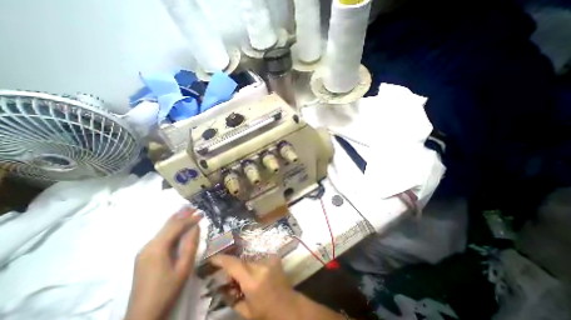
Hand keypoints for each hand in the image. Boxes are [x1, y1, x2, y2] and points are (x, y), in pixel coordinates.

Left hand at [125, 208, 202, 319]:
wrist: (142, 316)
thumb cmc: (167, 290)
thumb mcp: (183, 267)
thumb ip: (190, 245)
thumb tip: (196, 226)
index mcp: (157, 248)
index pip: (176, 227)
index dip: (190, 219)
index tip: (202, 213)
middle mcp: (148, 246)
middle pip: (167, 225)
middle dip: (181, 215)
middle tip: (194, 206)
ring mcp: (144, 251)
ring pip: (163, 230)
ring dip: (176, 220)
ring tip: (187, 210)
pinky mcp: (145, 256)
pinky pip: (160, 236)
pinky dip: (170, 228)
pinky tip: (176, 225)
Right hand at [209, 255, 298, 319]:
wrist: (288, 306)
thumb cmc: (266, 313)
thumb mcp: (245, 310)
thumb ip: (232, 297)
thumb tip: (221, 287)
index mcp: (253, 281)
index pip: (234, 265)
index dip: (222, 260)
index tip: (212, 258)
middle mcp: (261, 266)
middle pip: (242, 262)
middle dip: (234, 267)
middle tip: (230, 278)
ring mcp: (269, 260)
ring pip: (250, 260)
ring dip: (244, 267)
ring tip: (244, 279)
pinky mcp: (274, 258)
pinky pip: (259, 259)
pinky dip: (254, 266)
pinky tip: (255, 275)